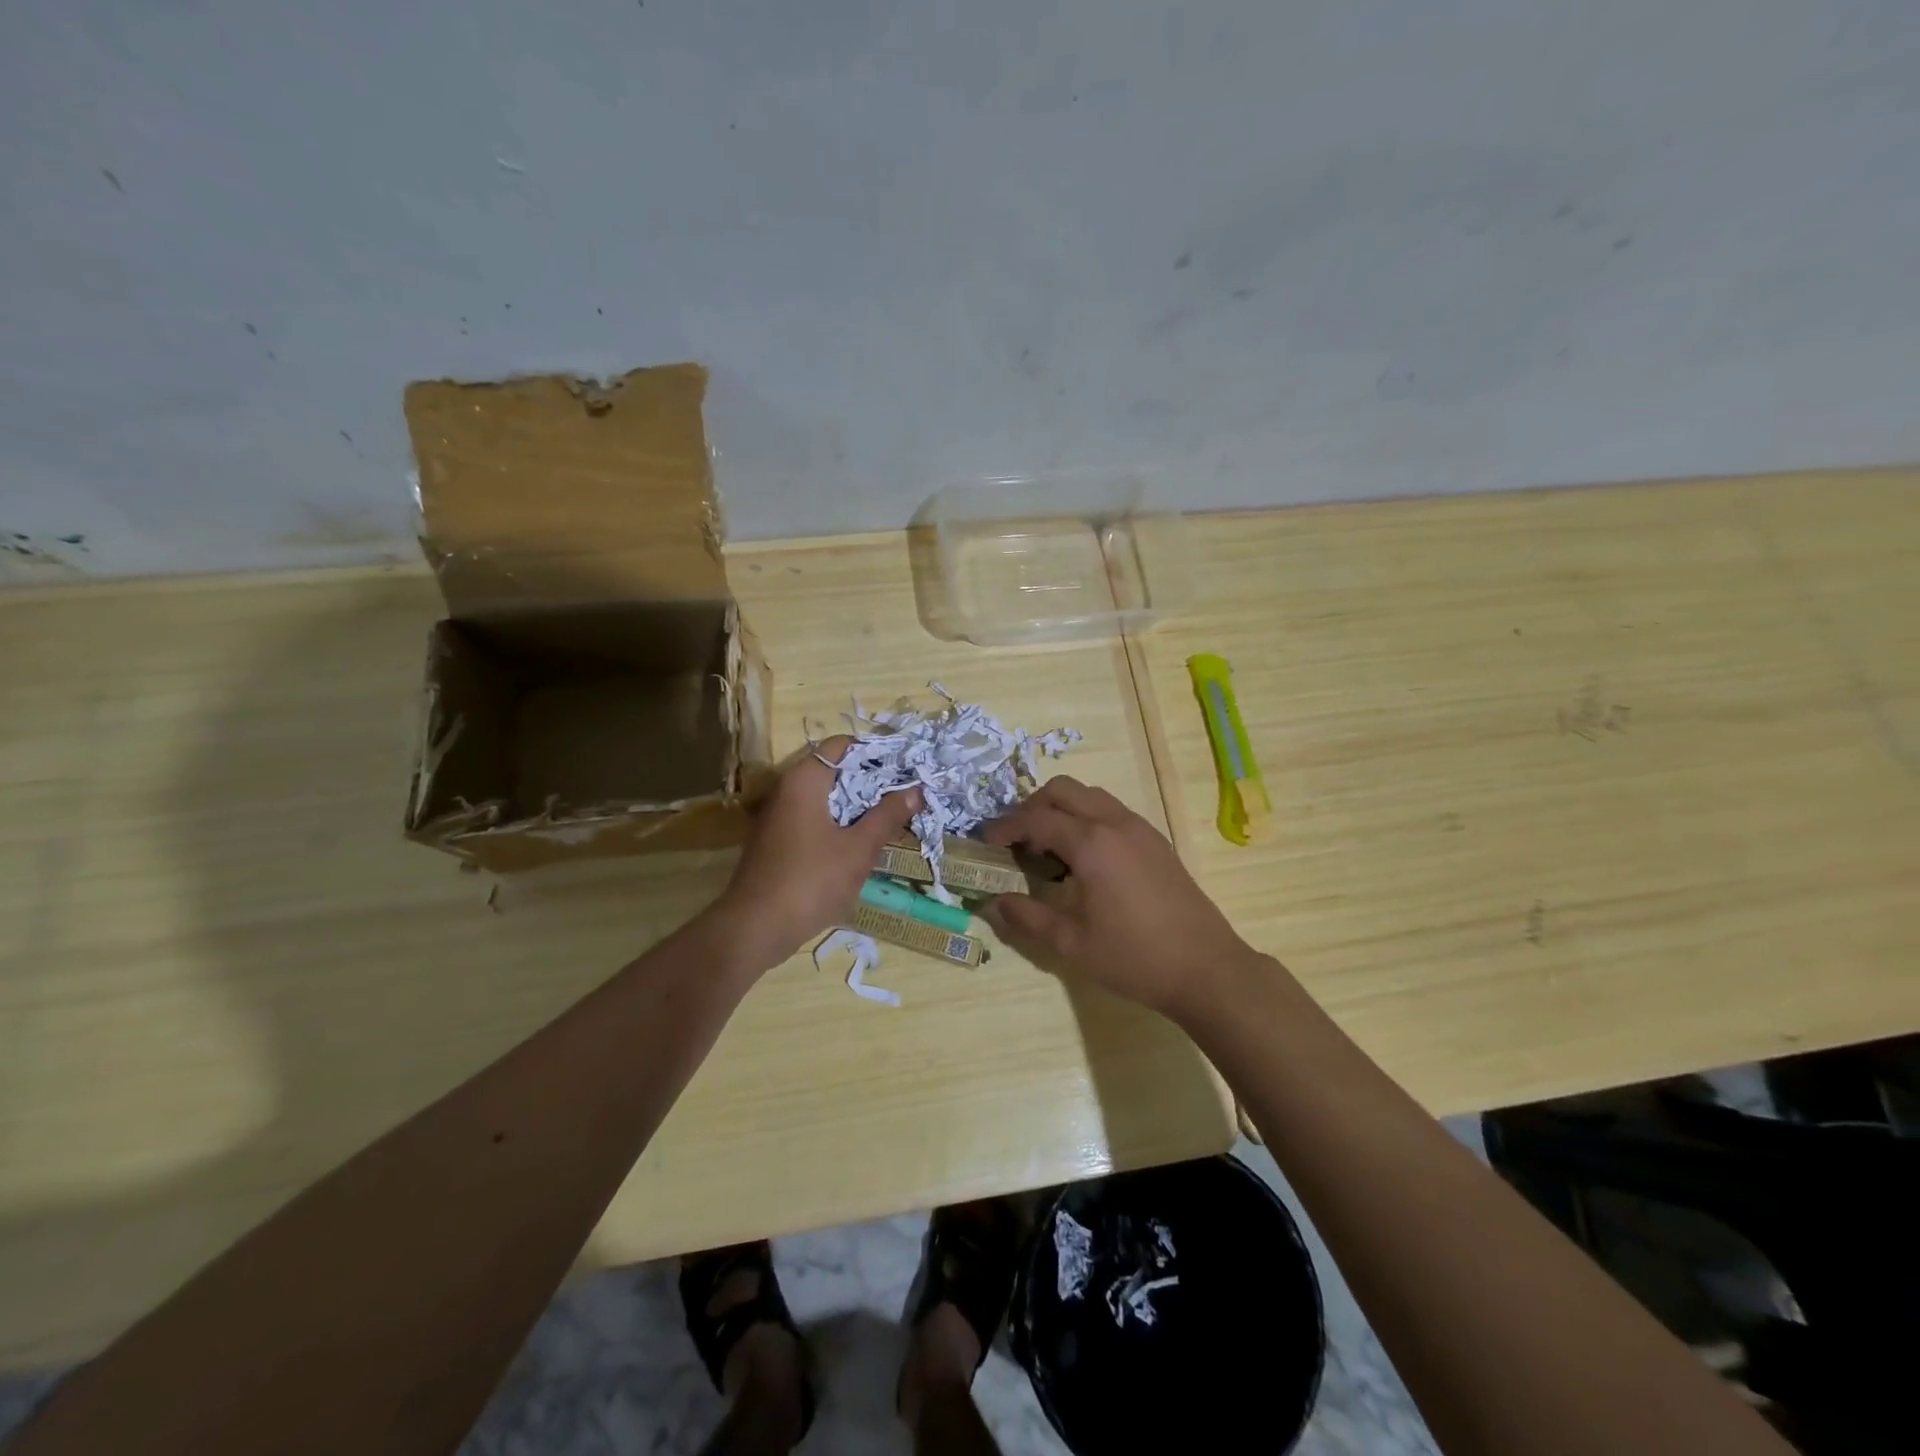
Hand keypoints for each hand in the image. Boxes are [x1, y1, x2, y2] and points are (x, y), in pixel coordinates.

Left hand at [707, 736, 919, 974]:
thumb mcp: (859, 848)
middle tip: (905, 796)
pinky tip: (860, 844)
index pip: (843, 745)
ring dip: (855, 806)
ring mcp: (778, 816)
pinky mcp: (776, 841)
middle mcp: (786, 789)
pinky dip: (837, 824)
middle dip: (870, 782)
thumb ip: (887, 816)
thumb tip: (916, 789)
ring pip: (824, 798)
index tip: (905, 770)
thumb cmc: (811, 880)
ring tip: (890, 819)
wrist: (755, 928)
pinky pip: (812, 819)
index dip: (875, 753)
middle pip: (834, 771)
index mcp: (804, 780)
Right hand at [980, 777, 1256, 1021]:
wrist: (1207, 968)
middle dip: (1032, 807)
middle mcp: (1114, 823)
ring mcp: (1139, 828)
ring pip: (1090, 795)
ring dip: (1061, 809)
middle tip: (1015, 840)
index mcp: (1091, 843)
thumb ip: (1028, 917)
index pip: (1036, 818)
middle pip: (1062, 790)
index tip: (986, 842)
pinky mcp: (1155, 840)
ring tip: (1047, 847)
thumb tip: (994, 902)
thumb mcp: (1072, 943)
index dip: (1005, 827)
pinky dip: (1086, 818)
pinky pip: (1111, 811)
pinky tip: (1083, 858)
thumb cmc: (1135, 958)